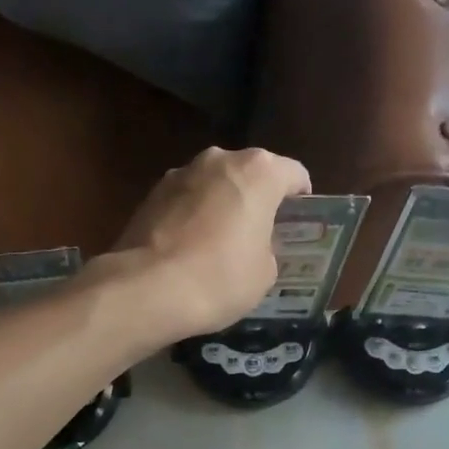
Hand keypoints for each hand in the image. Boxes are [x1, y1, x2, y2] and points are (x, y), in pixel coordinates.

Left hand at [99, 145, 311, 342]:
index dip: (300, 200)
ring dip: (221, 205)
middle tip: (259, 235)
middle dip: (257, 199)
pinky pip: (185, 201)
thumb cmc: (220, 278)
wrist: (148, 289)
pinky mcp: (151, 193)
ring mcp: (181, 172)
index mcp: (259, 171)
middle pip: (250, 174)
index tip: (297, 225)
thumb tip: (254, 242)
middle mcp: (219, 159)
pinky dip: (192, 217)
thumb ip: (268, 246)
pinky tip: (189, 250)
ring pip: (214, 185)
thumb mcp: (265, 272)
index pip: (294, 175)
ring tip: (219, 244)